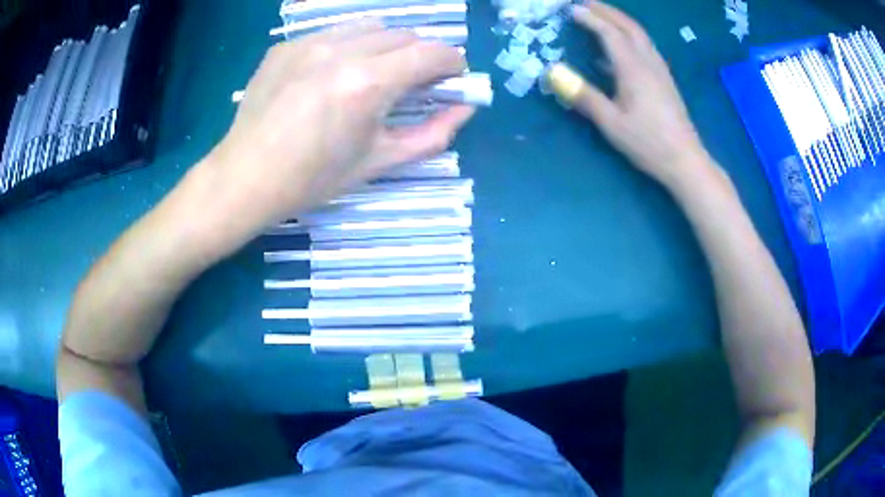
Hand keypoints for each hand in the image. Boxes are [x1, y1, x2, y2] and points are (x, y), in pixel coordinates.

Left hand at [207, 21, 473, 224]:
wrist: (245, 177)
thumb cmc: (313, 179)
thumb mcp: (379, 163)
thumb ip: (433, 134)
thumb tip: (465, 108)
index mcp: (368, 84)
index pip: (432, 52)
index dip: (453, 62)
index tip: (452, 77)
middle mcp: (341, 51)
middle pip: (404, 34)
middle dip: (420, 54)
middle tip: (413, 81)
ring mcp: (309, 43)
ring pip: (370, 27)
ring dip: (386, 45)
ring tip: (373, 73)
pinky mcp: (287, 45)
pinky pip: (333, 33)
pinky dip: (348, 47)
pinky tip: (331, 74)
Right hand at [549, 1, 712, 188]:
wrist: (686, 161)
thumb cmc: (648, 144)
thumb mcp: (612, 124)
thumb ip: (585, 96)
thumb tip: (553, 73)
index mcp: (634, 69)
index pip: (610, 33)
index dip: (590, 18)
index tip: (571, 9)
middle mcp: (649, 62)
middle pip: (628, 26)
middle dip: (606, 10)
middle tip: (586, 2)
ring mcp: (660, 70)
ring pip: (640, 34)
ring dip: (620, 20)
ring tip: (602, 15)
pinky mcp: (665, 80)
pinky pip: (646, 47)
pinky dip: (630, 35)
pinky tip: (621, 46)